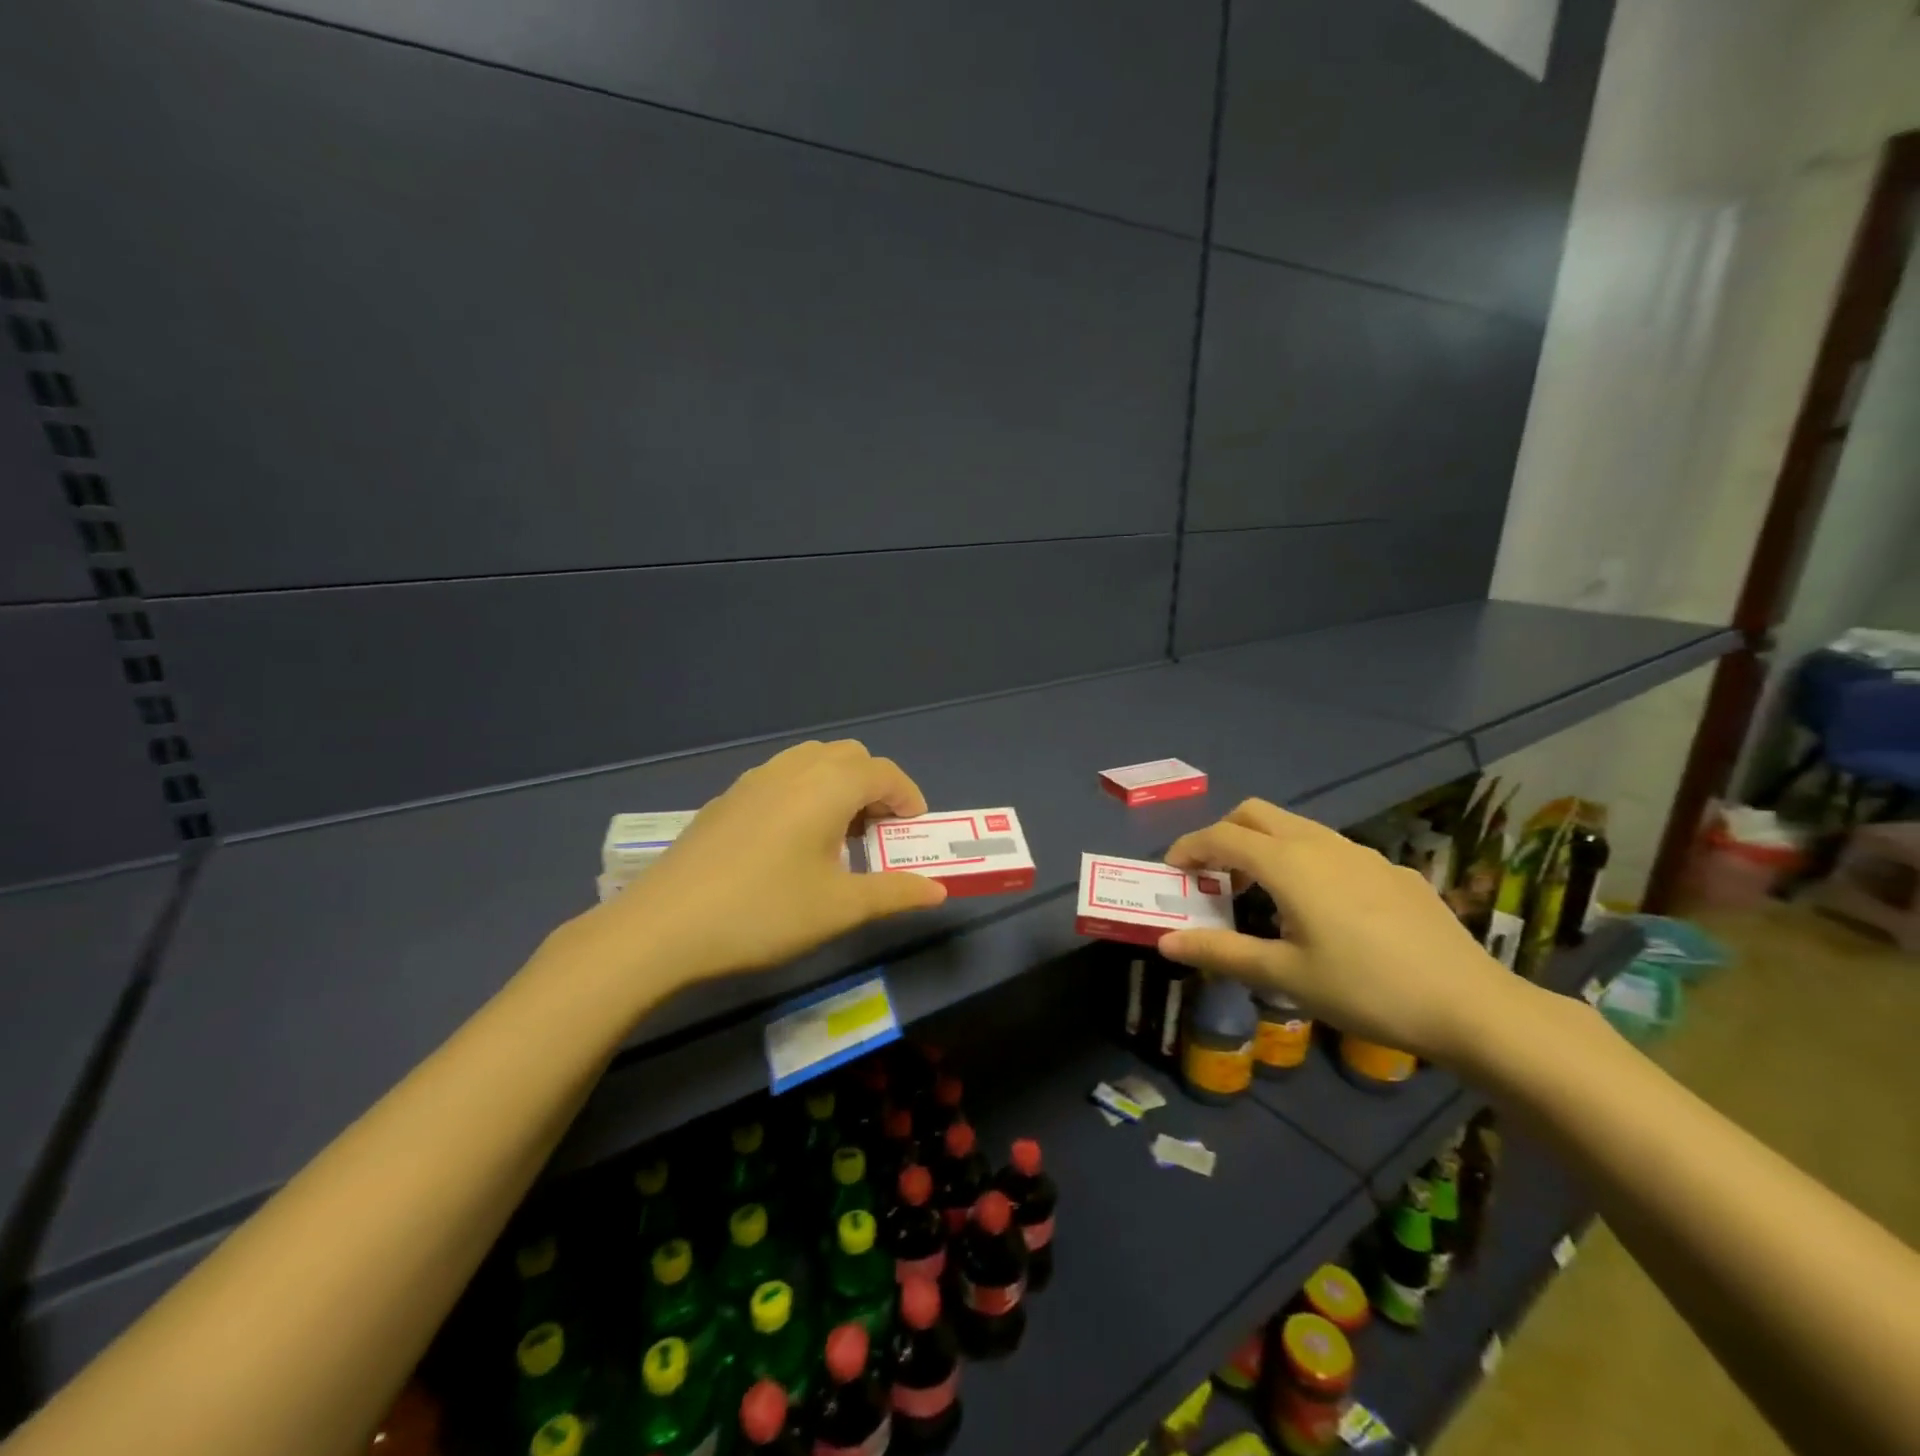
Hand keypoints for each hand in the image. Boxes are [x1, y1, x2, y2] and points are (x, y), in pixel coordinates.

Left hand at [565, 740, 947, 990]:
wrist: (663, 926)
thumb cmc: (764, 912)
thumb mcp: (839, 908)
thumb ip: (895, 892)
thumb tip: (939, 890)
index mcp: (828, 786)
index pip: (884, 772)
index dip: (909, 798)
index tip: (914, 833)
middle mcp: (793, 769)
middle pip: (850, 757)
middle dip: (875, 787)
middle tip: (879, 833)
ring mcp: (754, 780)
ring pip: (812, 761)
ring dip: (839, 786)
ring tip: (838, 835)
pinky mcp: (727, 799)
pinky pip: (782, 777)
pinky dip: (805, 793)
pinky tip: (791, 842)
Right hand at [1157, 799, 1523, 1065]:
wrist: (1471, 1006)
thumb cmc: (1365, 989)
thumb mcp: (1285, 975)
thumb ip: (1221, 953)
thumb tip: (1166, 942)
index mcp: (1289, 864)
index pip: (1221, 837)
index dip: (1188, 847)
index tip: (1172, 871)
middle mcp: (1321, 844)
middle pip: (1256, 814)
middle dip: (1223, 834)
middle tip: (1213, 876)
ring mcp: (1362, 853)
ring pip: (1295, 827)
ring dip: (1264, 846)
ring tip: (1261, 895)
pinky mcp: (1392, 870)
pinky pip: (1331, 849)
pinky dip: (1303, 861)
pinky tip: (1322, 911)